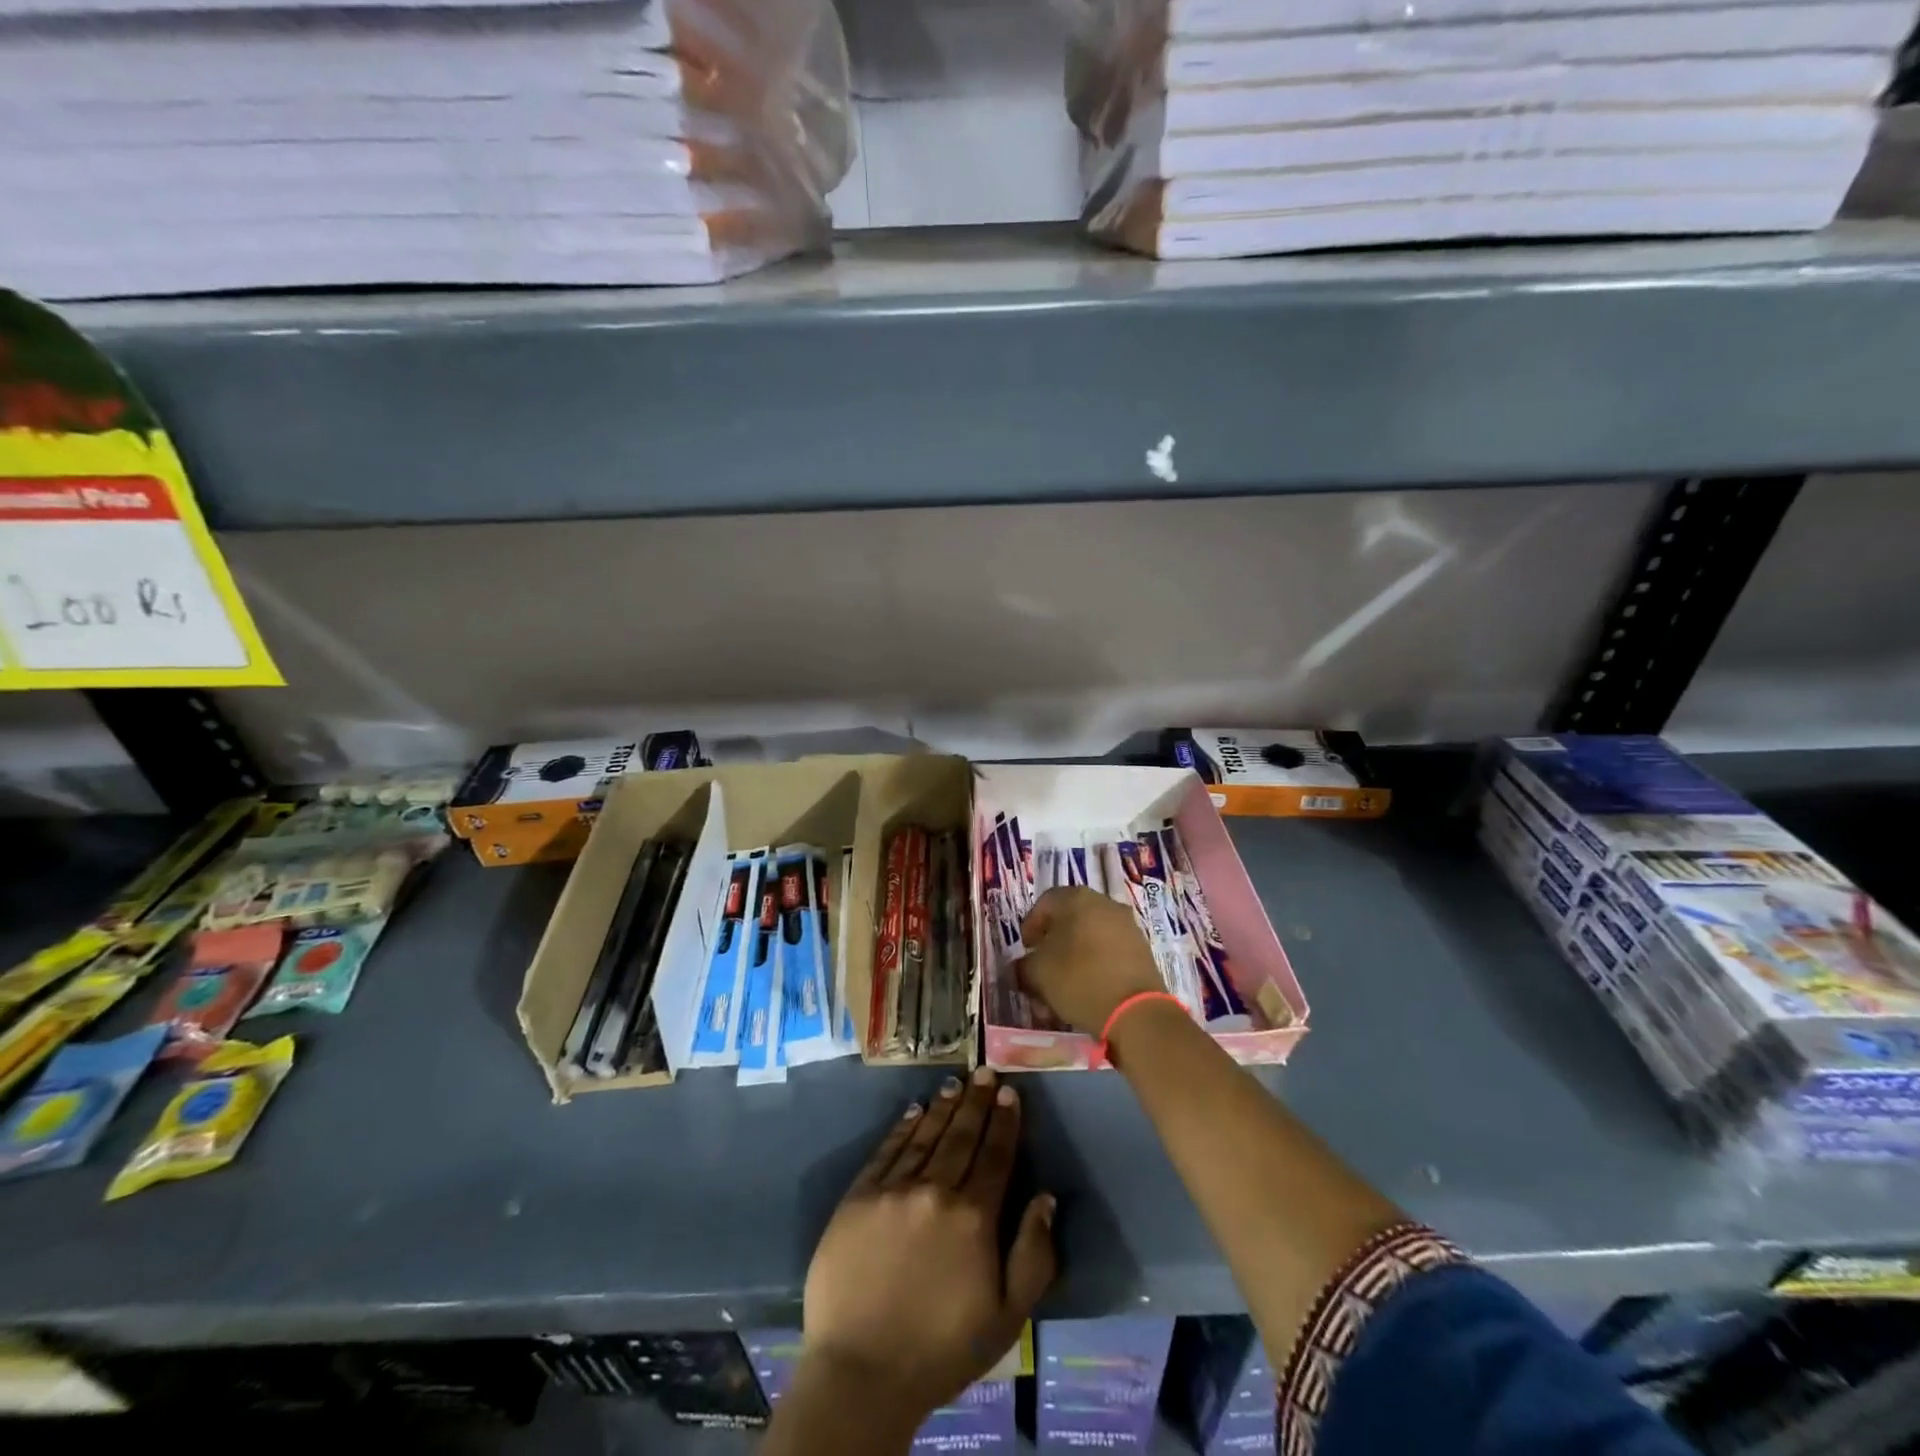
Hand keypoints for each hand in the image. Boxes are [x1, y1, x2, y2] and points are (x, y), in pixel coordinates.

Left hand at [801, 1067, 1055, 1419]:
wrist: (860, 1374)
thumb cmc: (941, 1350)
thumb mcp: (1006, 1318)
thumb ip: (1033, 1255)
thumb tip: (1046, 1198)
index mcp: (974, 1217)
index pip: (995, 1156)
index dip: (1005, 1122)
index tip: (1010, 1093)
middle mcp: (935, 1190)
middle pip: (962, 1136)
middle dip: (977, 1102)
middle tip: (985, 1071)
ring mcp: (893, 1189)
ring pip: (925, 1135)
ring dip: (944, 1107)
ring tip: (955, 1083)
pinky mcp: (859, 1196)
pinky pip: (887, 1150)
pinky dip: (903, 1127)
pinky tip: (914, 1111)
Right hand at [1020, 886, 1165, 1032]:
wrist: (1135, 1011)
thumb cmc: (1078, 979)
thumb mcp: (1037, 973)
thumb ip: (1022, 966)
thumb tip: (1022, 967)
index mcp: (1077, 898)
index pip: (1045, 903)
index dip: (1031, 926)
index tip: (1026, 950)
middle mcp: (1105, 904)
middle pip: (1069, 922)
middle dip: (1052, 948)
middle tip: (1042, 971)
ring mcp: (1127, 927)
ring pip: (1089, 940)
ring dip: (1072, 961)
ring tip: (1062, 990)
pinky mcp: (1142, 951)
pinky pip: (1109, 953)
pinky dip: (1094, 968)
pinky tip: (1086, 993)